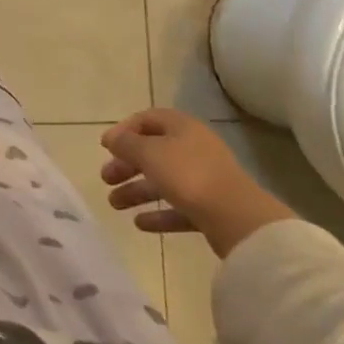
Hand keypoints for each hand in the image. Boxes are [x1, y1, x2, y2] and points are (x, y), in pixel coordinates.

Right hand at [100, 108, 295, 258]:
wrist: (238, 219)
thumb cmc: (188, 174)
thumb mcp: (149, 152)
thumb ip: (126, 143)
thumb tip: (112, 138)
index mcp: (181, 127)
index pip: (147, 120)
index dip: (124, 130)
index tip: (105, 147)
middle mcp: (193, 148)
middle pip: (152, 152)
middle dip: (126, 165)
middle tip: (106, 178)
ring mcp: (203, 180)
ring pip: (163, 181)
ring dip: (136, 191)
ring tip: (114, 204)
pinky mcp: (210, 209)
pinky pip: (178, 207)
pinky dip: (158, 213)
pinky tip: (139, 224)